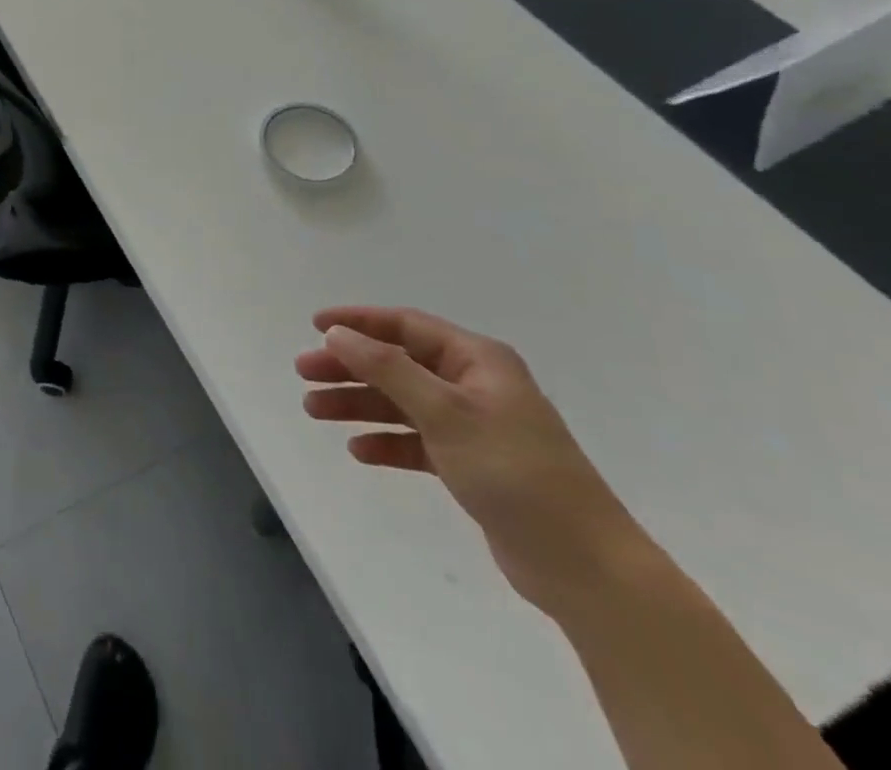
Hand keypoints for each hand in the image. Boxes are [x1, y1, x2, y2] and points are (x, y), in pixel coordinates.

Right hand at [296, 306, 647, 621]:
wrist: (586, 568)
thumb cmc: (515, 473)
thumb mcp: (445, 413)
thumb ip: (388, 369)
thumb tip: (339, 334)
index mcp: (477, 360)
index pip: (406, 326)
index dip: (359, 322)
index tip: (315, 326)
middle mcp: (474, 385)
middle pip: (398, 364)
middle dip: (349, 367)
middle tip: (304, 374)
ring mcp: (474, 426)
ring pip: (402, 402)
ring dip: (359, 404)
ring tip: (314, 412)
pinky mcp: (472, 466)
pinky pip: (417, 441)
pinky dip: (387, 442)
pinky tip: (359, 451)